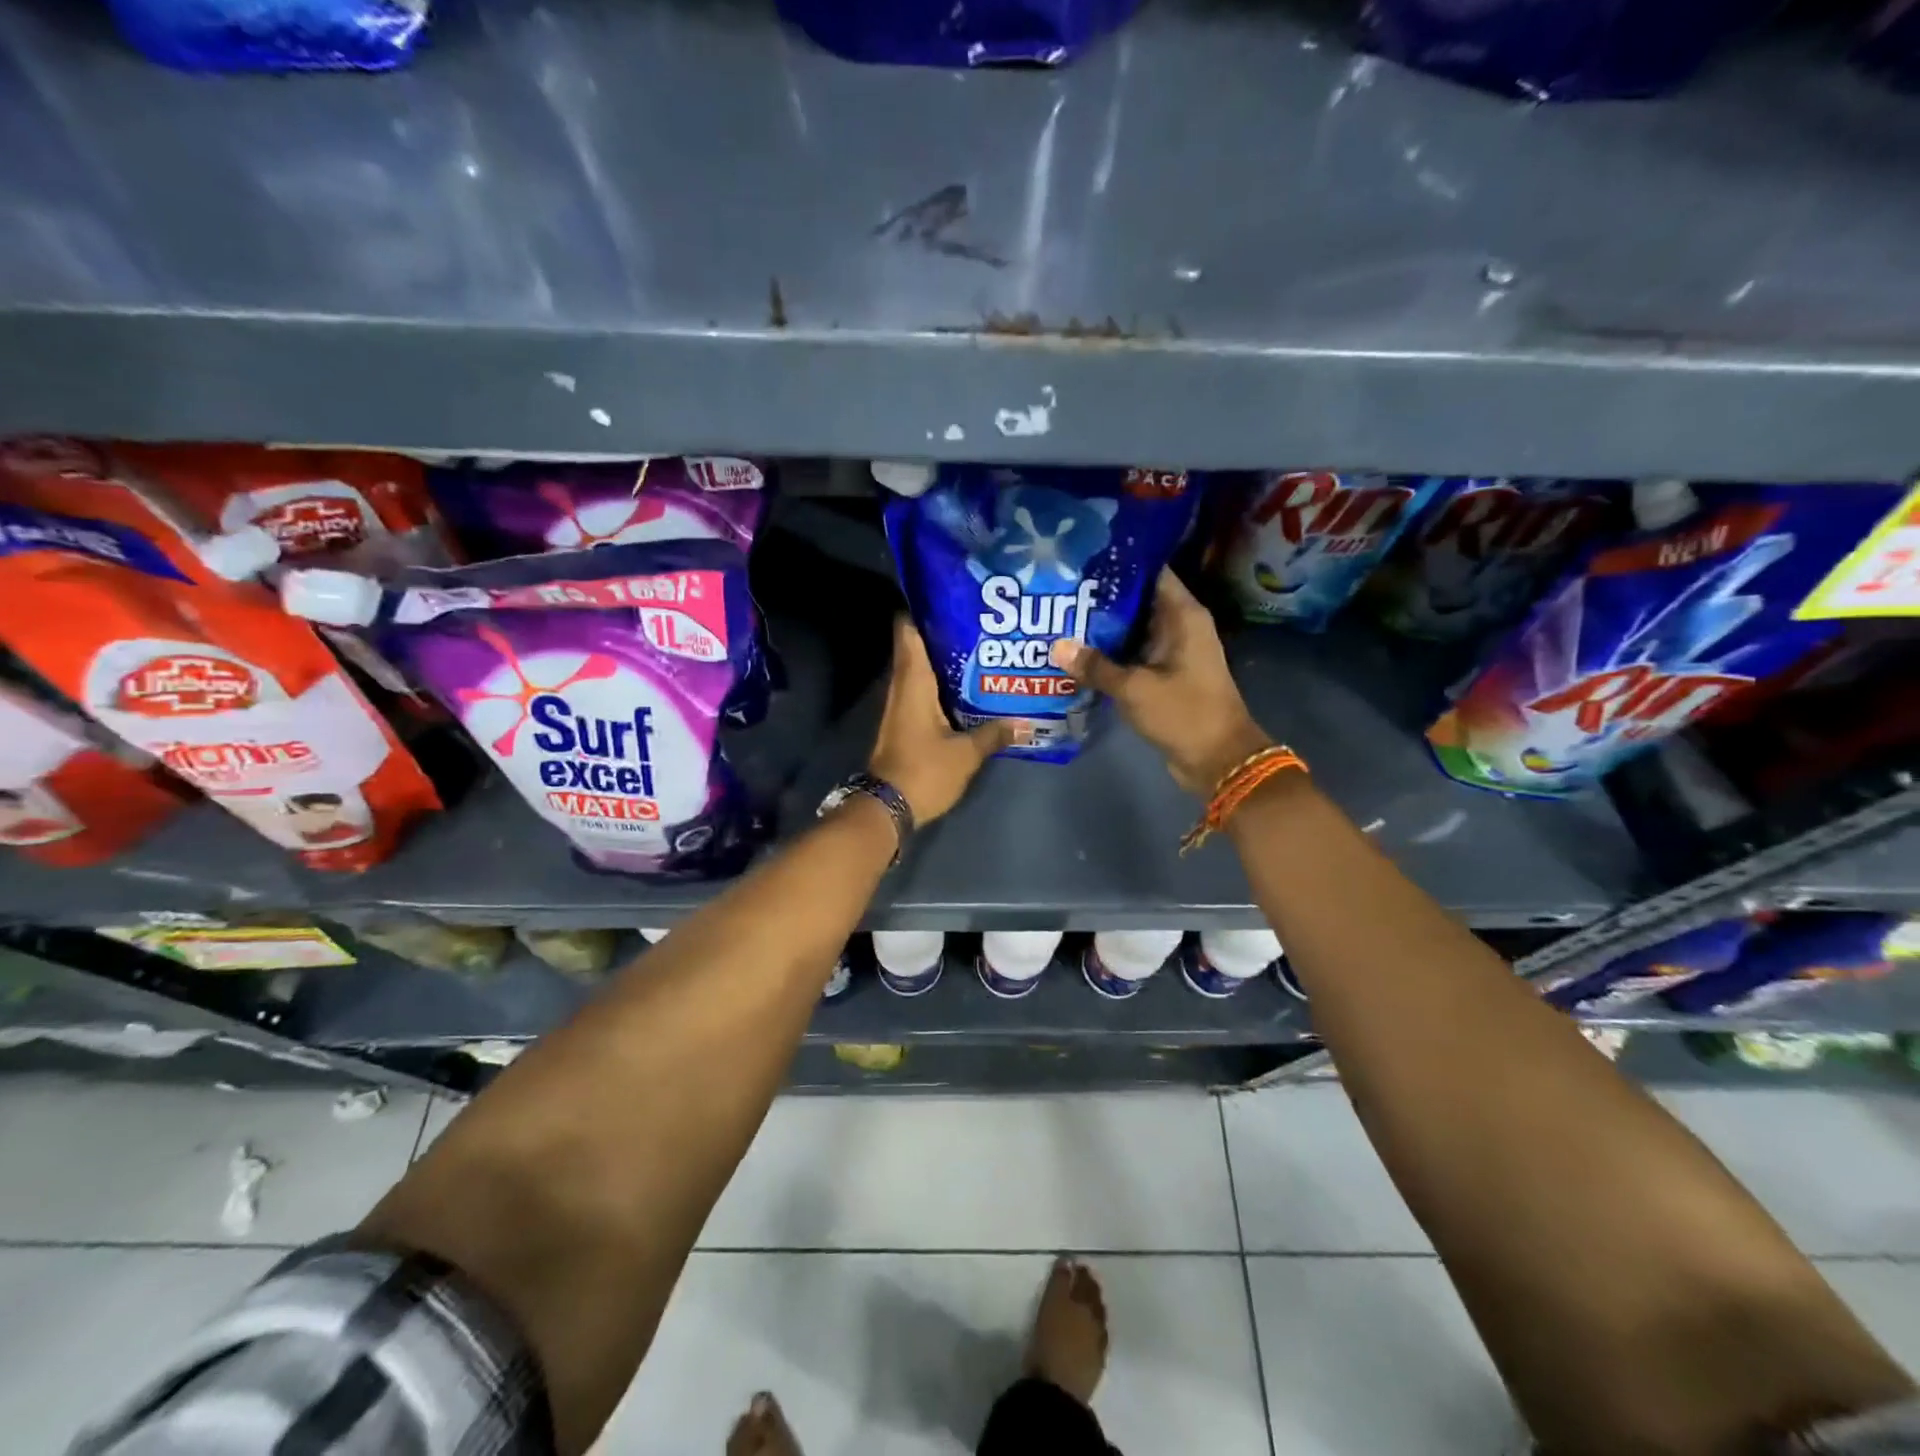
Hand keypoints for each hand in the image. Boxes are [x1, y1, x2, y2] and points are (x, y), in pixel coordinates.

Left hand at [869, 617, 1013, 823]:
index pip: (908, 632)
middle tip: (980, 624)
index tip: (951, 598)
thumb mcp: (966, 754)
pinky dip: (941, 686)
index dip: (924, 610)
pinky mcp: (903, 724)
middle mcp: (902, 687)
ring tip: (981, 652)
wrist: (887, 808)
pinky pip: (922, 693)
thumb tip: (1026, 722)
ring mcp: (900, 706)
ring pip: (921, 671)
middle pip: (917, 648)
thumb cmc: (924, 772)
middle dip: (944, 634)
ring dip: (944, 662)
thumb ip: (994, 734)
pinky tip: (968, 690)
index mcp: (913, 683)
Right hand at [1063, 568, 1271, 794]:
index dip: (1118, 563)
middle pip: (1136, 600)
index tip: (1081, 558)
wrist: (1218, 760)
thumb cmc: (1184, 713)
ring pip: (1131, 629)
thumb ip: (1095, 666)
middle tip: (1059, 588)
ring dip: (1102, 628)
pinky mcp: (1163, 675)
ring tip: (1059, 616)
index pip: (1150, 572)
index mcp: (1182, 615)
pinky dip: (1110, 653)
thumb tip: (1057, 647)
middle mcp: (1179, 626)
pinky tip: (1076, 653)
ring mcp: (1172, 652)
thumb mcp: (1134, 688)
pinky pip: (1133, 655)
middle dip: (1100, 596)